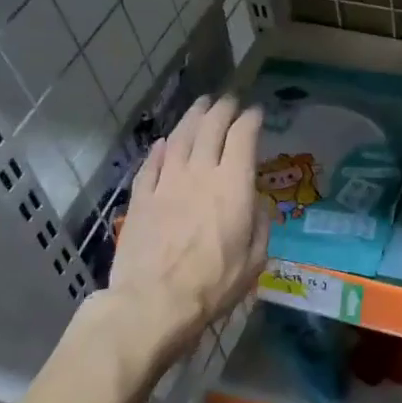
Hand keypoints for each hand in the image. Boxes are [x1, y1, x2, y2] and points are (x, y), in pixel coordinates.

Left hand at [71, 96, 269, 385]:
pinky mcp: (141, 200)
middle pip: (210, 128)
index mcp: (233, 186)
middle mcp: (200, 174)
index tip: (257, 112)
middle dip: (222, 109)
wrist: (153, 303)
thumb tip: (255, 204)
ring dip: (192, 118)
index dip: (251, 120)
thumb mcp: (256, 258)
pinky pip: (151, 165)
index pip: (242, 138)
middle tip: (229, 99)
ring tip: (201, 105)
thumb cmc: (214, 284)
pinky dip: (159, 150)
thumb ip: (259, 224)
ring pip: (179, 139)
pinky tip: (163, 143)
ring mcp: (166, 184)